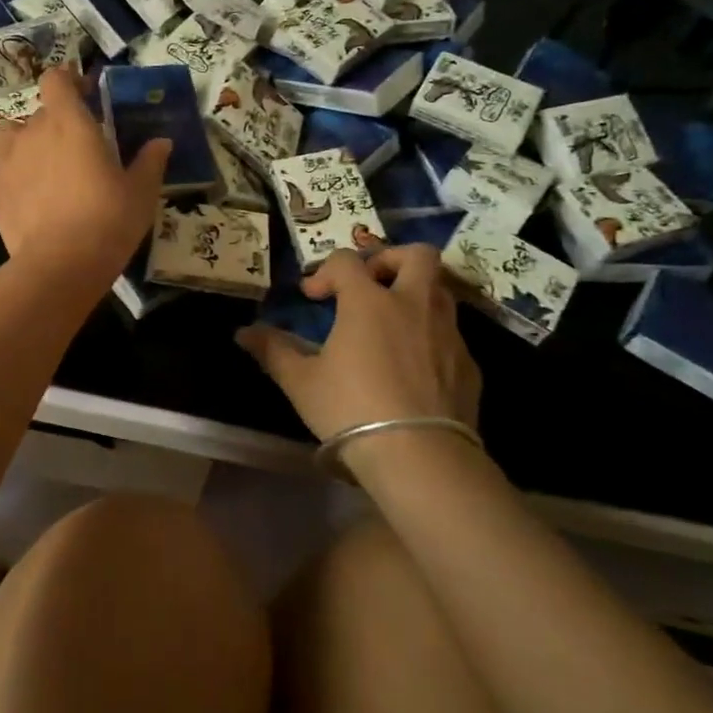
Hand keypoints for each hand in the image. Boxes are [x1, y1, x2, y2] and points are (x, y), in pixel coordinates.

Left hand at [0, 65, 169, 296]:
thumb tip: (162, 142)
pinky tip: (26, 193)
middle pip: (39, 112)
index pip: (56, 80)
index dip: (68, 81)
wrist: (61, 264)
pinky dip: (12, 172)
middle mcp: (32, 131)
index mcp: (69, 122)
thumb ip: (150, 161)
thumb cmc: (108, 219)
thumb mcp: (141, 191)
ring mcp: (7, 160)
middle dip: (56, 122)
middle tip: (76, 147)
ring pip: (11, 135)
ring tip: (44, 165)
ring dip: (26, 142)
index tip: (84, 94)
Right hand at [237, 246, 480, 443]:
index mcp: (369, 301)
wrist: (421, 457)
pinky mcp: (469, 365)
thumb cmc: (351, 409)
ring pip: (439, 291)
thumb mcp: (301, 382)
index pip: (347, 261)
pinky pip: (450, 334)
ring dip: (414, 295)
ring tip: (390, 324)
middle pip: (416, 255)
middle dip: (390, 259)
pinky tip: (413, 367)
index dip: (325, 272)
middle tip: (370, 285)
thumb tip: (243, 333)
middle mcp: (414, 305)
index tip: (313, 298)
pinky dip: (430, 336)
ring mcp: (448, 333)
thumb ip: (274, 351)